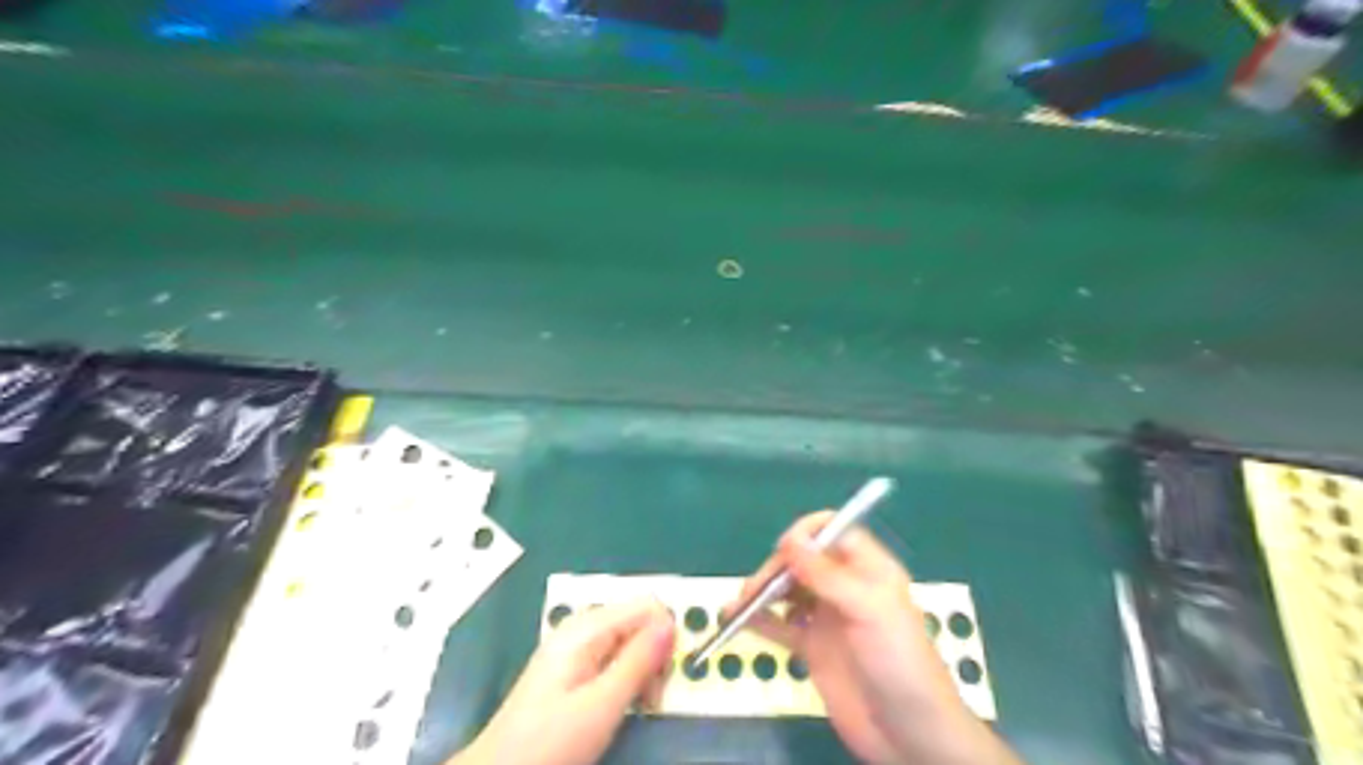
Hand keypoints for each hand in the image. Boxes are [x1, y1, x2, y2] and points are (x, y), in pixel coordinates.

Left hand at [452, 598, 673, 763]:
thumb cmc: (550, 741)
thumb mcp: (602, 705)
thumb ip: (638, 661)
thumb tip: (672, 622)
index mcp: (586, 628)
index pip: (646, 605)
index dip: (665, 635)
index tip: (665, 677)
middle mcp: (581, 628)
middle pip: (638, 622)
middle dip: (654, 655)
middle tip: (650, 699)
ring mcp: (574, 648)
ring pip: (628, 642)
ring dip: (642, 670)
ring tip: (638, 707)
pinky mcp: (571, 669)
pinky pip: (612, 658)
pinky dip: (625, 678)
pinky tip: (620, 704)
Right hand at [722, 511, 1022, 764]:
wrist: (909, 735)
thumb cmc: (899, 663)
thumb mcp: (868, 611)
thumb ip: (827, 575)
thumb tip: (790, 538)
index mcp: (868, 570)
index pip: (835, 532)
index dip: (808, 533)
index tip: (783, 548)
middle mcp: (845, 588)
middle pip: (804, 561)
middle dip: (778, 567)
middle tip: (757, 588)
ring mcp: (827, 618)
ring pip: (788, 591)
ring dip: (762, 591)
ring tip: (739, 602)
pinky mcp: (813, 648)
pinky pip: (780, 625)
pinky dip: (757, 620)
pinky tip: (735, 619)